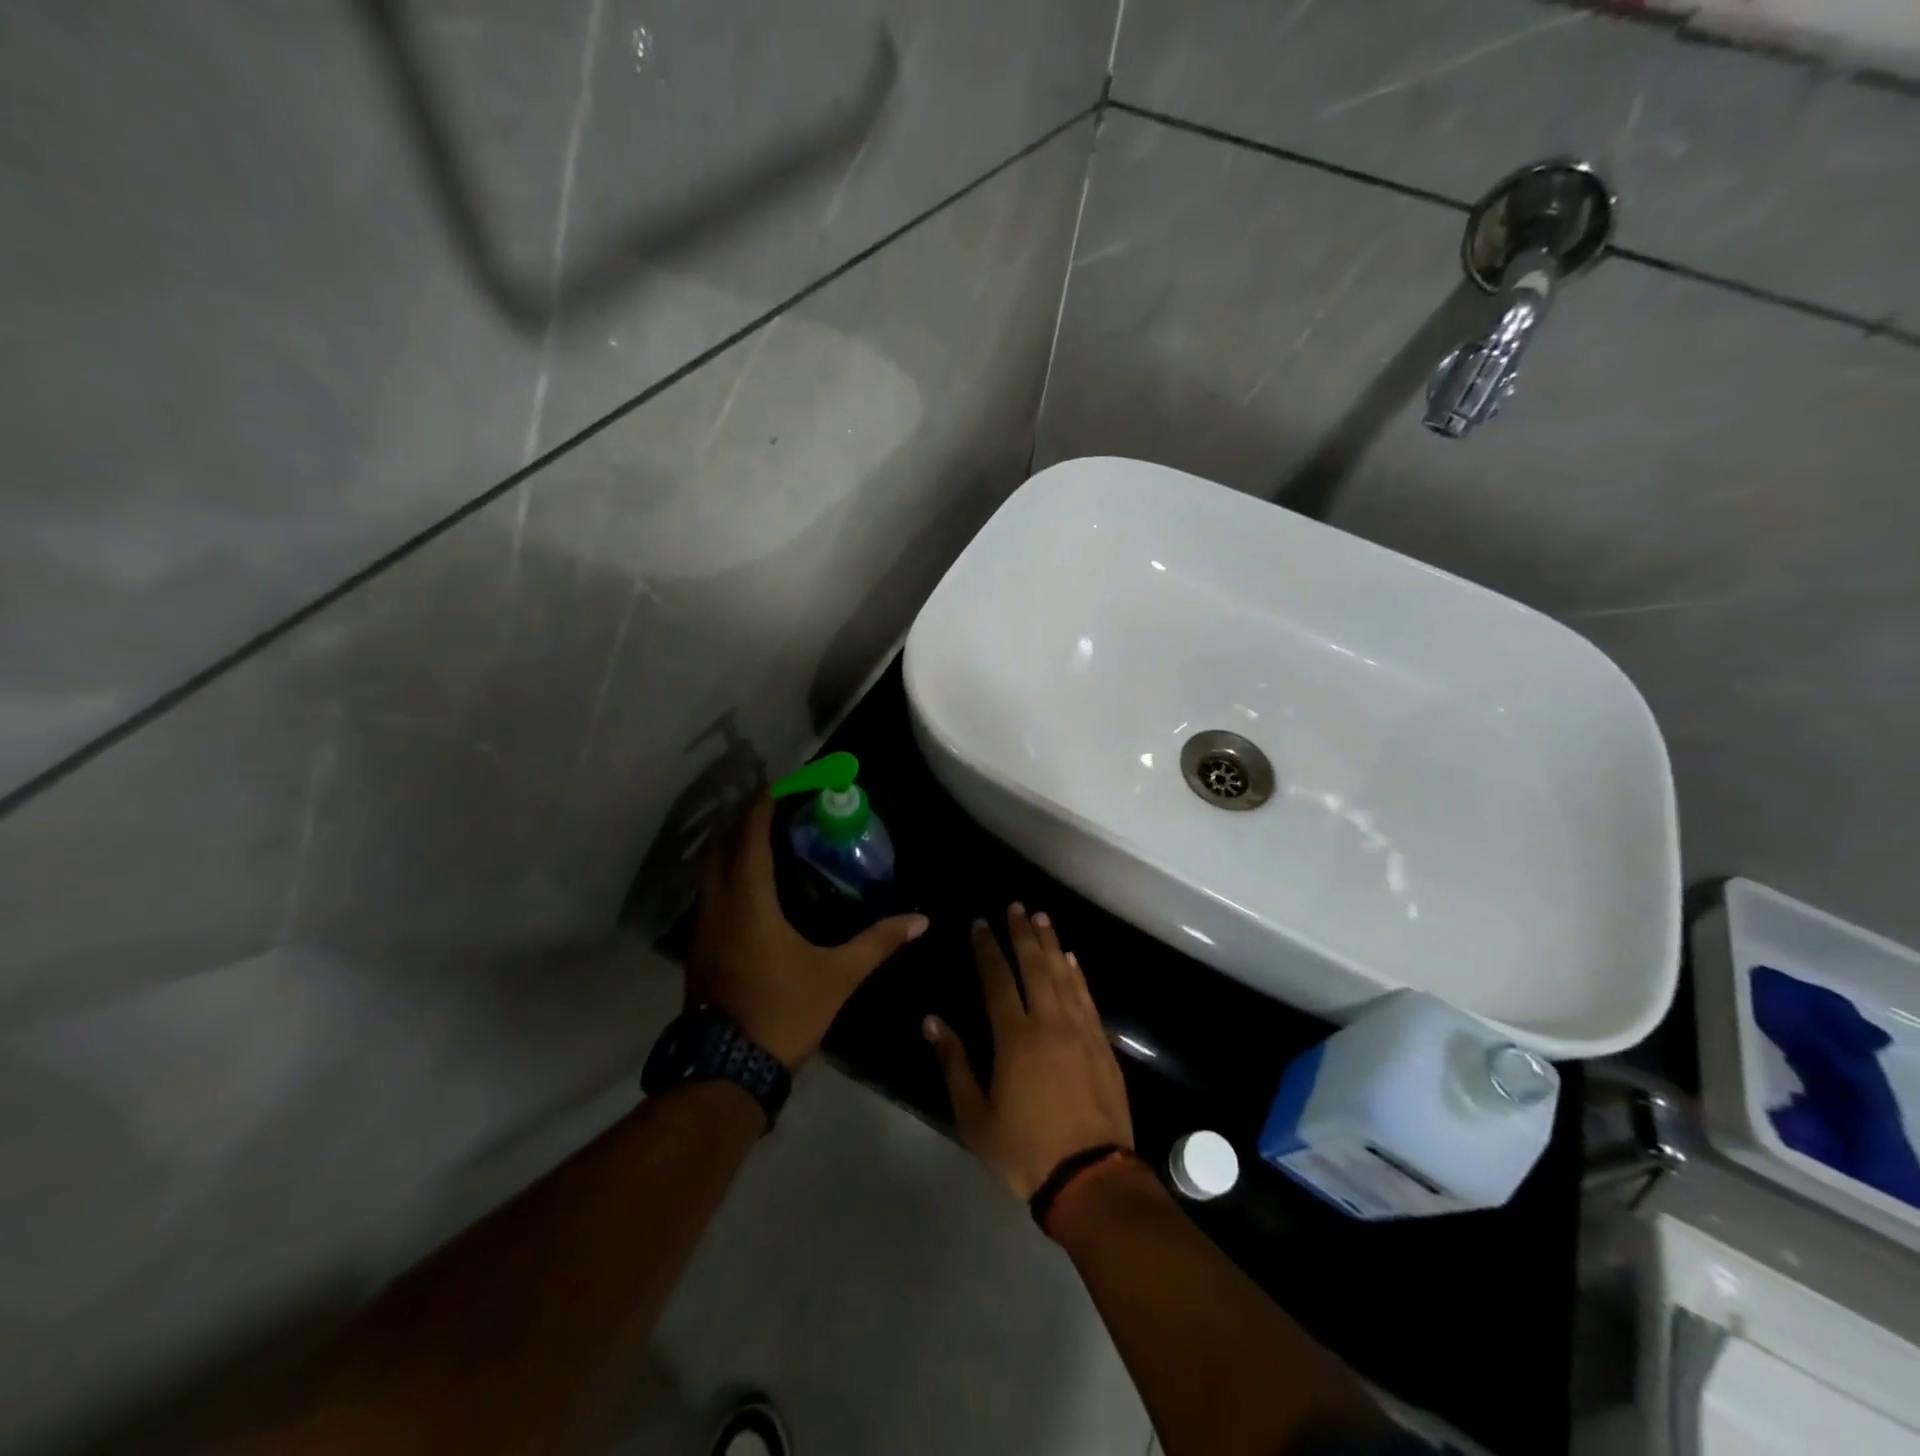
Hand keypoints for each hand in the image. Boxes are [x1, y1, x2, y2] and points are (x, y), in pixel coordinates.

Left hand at [687, 796, 927, 1067]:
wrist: (726, 1071)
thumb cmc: (783, 1012)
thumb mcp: (838, 976)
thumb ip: (878, 942)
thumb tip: (921, 920)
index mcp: (749, 902)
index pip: (750, 837)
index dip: (763, 807)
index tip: (783, 787)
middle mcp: (718, 906)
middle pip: (720, 845)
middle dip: (743, 819)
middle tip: (775, 807)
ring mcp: (702, 928)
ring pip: (708, 870)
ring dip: (730, 846)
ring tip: (763, 838)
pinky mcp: (698, 948)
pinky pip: (709, 892)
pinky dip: (725, 873)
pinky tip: (750, 884)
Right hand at [924, 904, 1133, 1199]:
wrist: (1090, 1177)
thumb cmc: (1024, 1150)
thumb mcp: (975, 1117)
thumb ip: (954, 1064)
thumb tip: (932, 1021)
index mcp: (1015, 1037)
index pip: (998, 979)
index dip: (988, 949)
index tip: (980, 923)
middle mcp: (1049, 1023)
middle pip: (1034, 966)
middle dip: (1022, 933)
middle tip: (1016, 906)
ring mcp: (1080, 1031)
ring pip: (1063, 975)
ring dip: (1051, 944)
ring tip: (1042, 918)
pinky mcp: (1102, 1045)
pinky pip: (1087, 998)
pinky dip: (1077, 974)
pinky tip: (1071, 959)